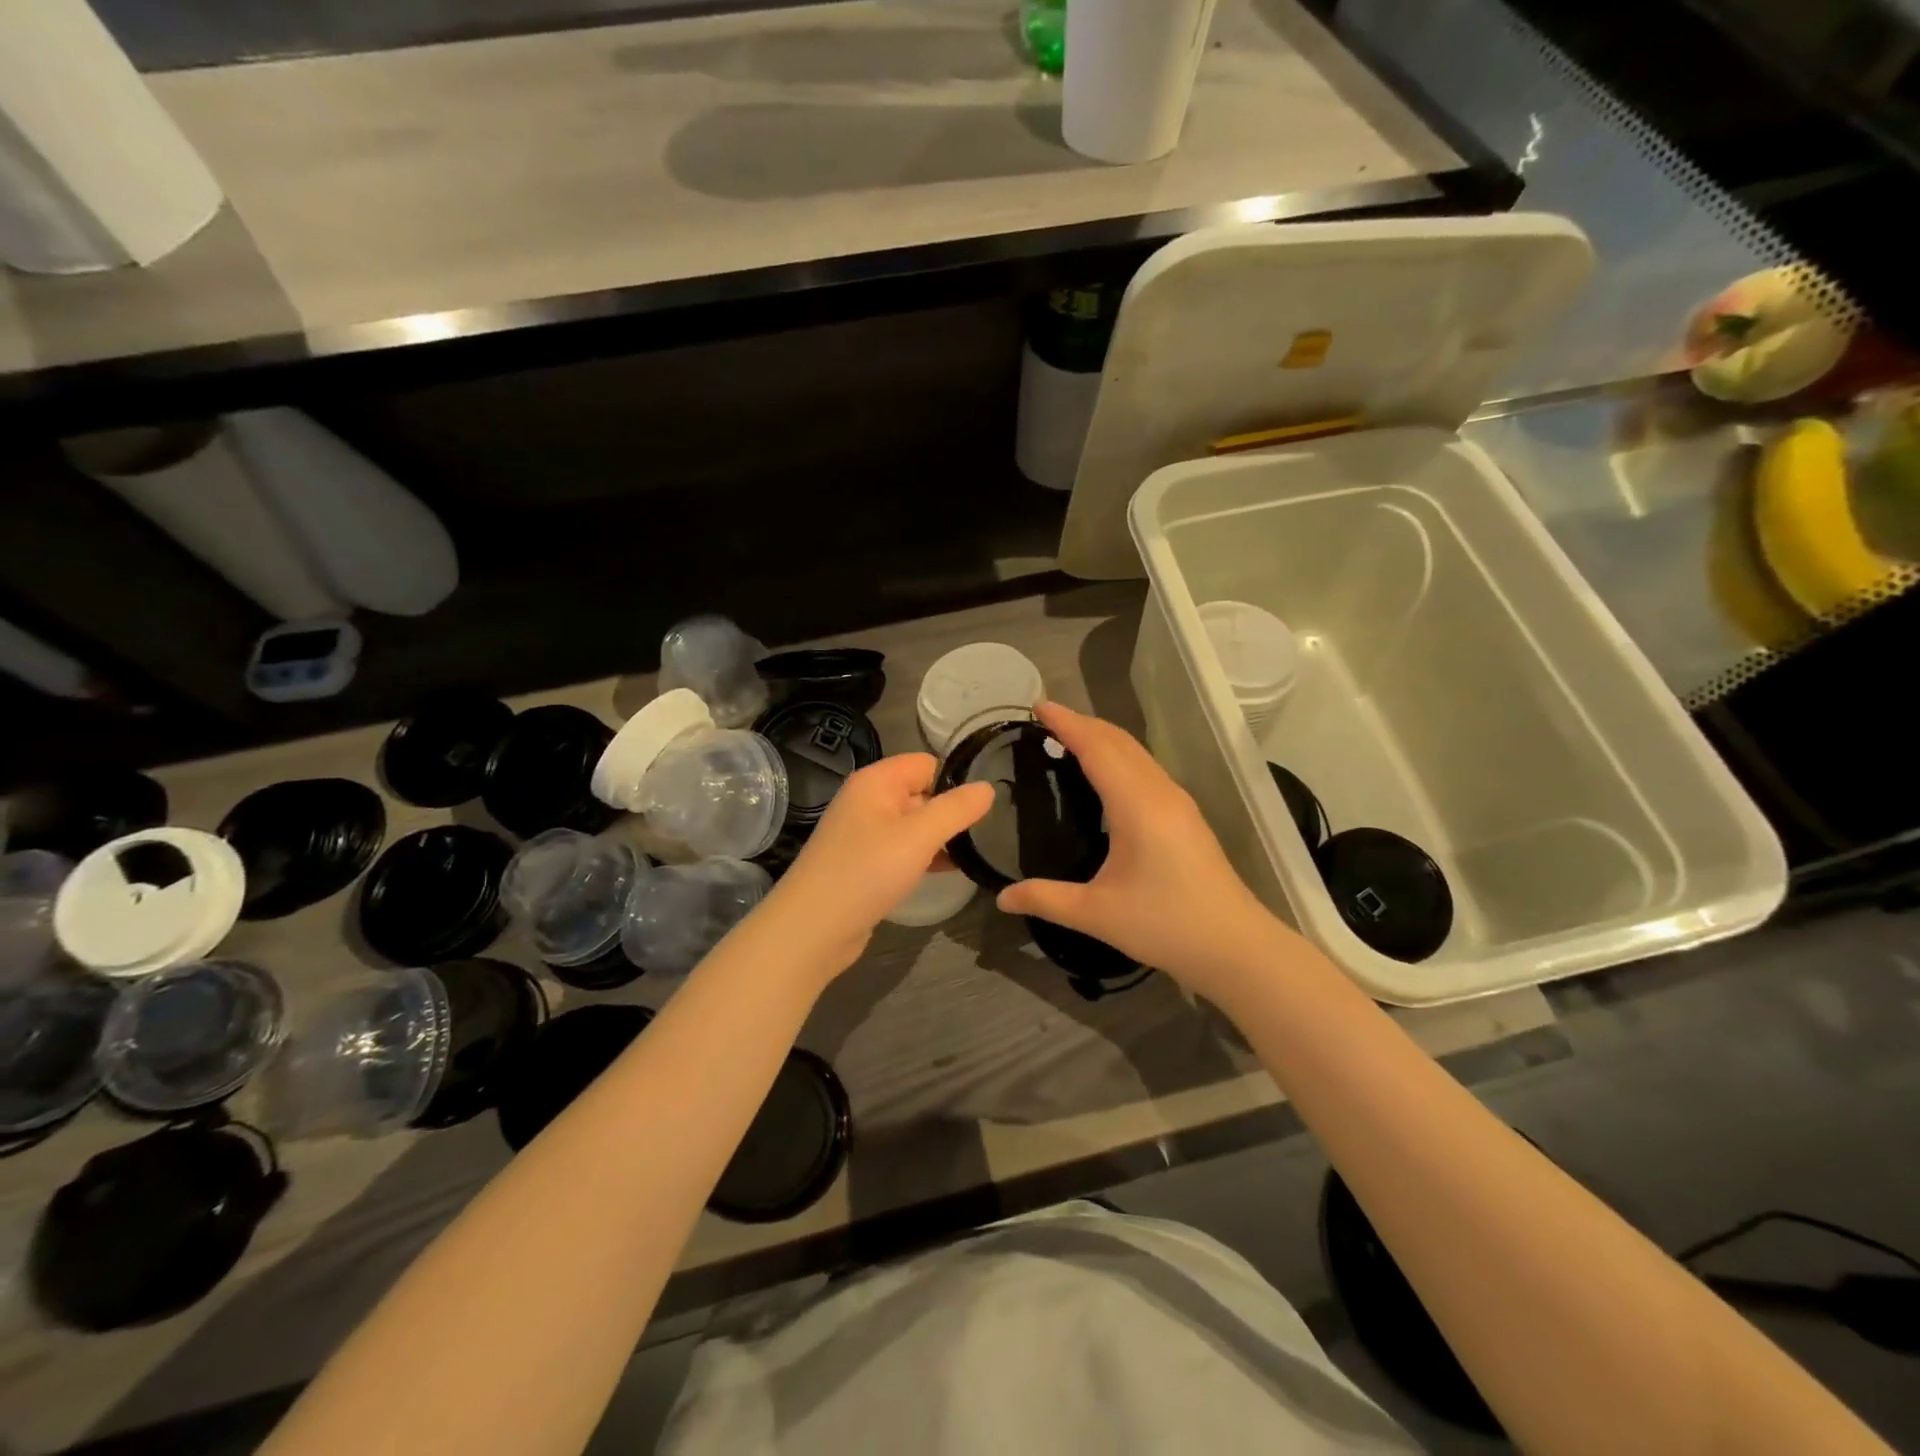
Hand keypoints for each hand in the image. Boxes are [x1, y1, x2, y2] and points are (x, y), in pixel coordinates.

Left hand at [759, 753, 993, 975]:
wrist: (813, 929)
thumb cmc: (866, 872)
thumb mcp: (919, 836)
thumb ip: (956, 809)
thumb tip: (988, 787)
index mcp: (876, 781)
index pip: (926, 763)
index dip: (955, 780)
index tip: (986, 805)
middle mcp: (867, 801)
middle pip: (920, 792)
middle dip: (951, 810)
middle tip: (989, 832)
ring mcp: (863, 834)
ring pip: (913, 825)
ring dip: (940, 837)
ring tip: (976, 853)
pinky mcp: (864, 864)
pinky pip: (902, 850)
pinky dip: (924, 857)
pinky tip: (948, 872)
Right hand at [996, 702, 1287, 998]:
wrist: (1236, 946)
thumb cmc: (1166, 925)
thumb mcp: (1097, 914)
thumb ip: (1046, 899)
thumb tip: (1001, 898)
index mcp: (1137, 804)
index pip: (1097, 747)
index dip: (1067, 723)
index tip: (1037, 706)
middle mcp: (1159, 792)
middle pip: (1118, 741)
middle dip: (1082, 723)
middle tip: (1044, 720)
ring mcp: (1177, 801)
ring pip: (1136, 752)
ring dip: (1102, 738)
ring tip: (1067, 740)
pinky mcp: (1185, 815)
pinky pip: (1145, 768)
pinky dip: (1117, 756)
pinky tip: (1103, 775)